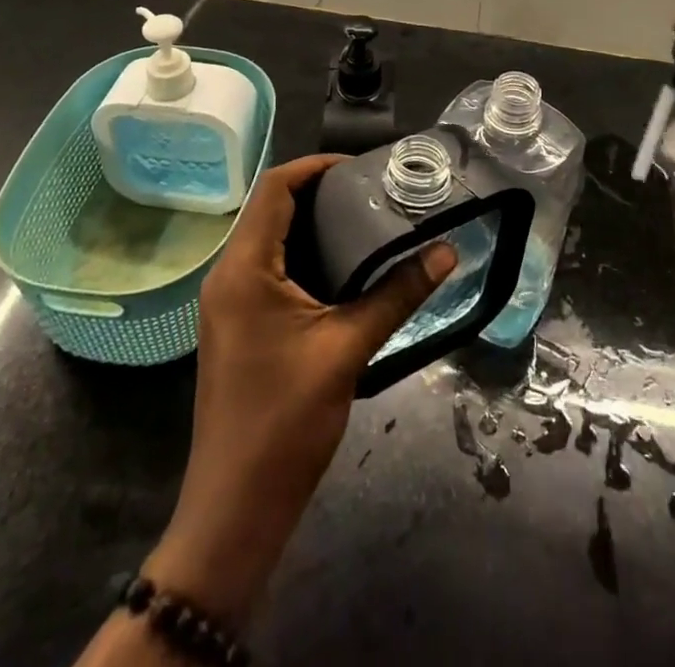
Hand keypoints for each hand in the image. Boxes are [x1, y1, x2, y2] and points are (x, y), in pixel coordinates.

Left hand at [145, 154, 455, 628]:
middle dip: (318, 191)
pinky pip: (268, 268)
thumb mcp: (348, 349)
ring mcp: (228, 302)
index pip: (274, 188)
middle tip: (372, 191)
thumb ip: (397, 295)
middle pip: (270, 208)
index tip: (362, 166)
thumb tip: (447, 253)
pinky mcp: (237, 324)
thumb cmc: (286, 421)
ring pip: (268, 238)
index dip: (316, 166)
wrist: (236, 509)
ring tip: (363, 219)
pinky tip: (341, 266)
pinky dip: (302, 254)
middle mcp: (228, 275)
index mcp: (244, 268)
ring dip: (311, 223)